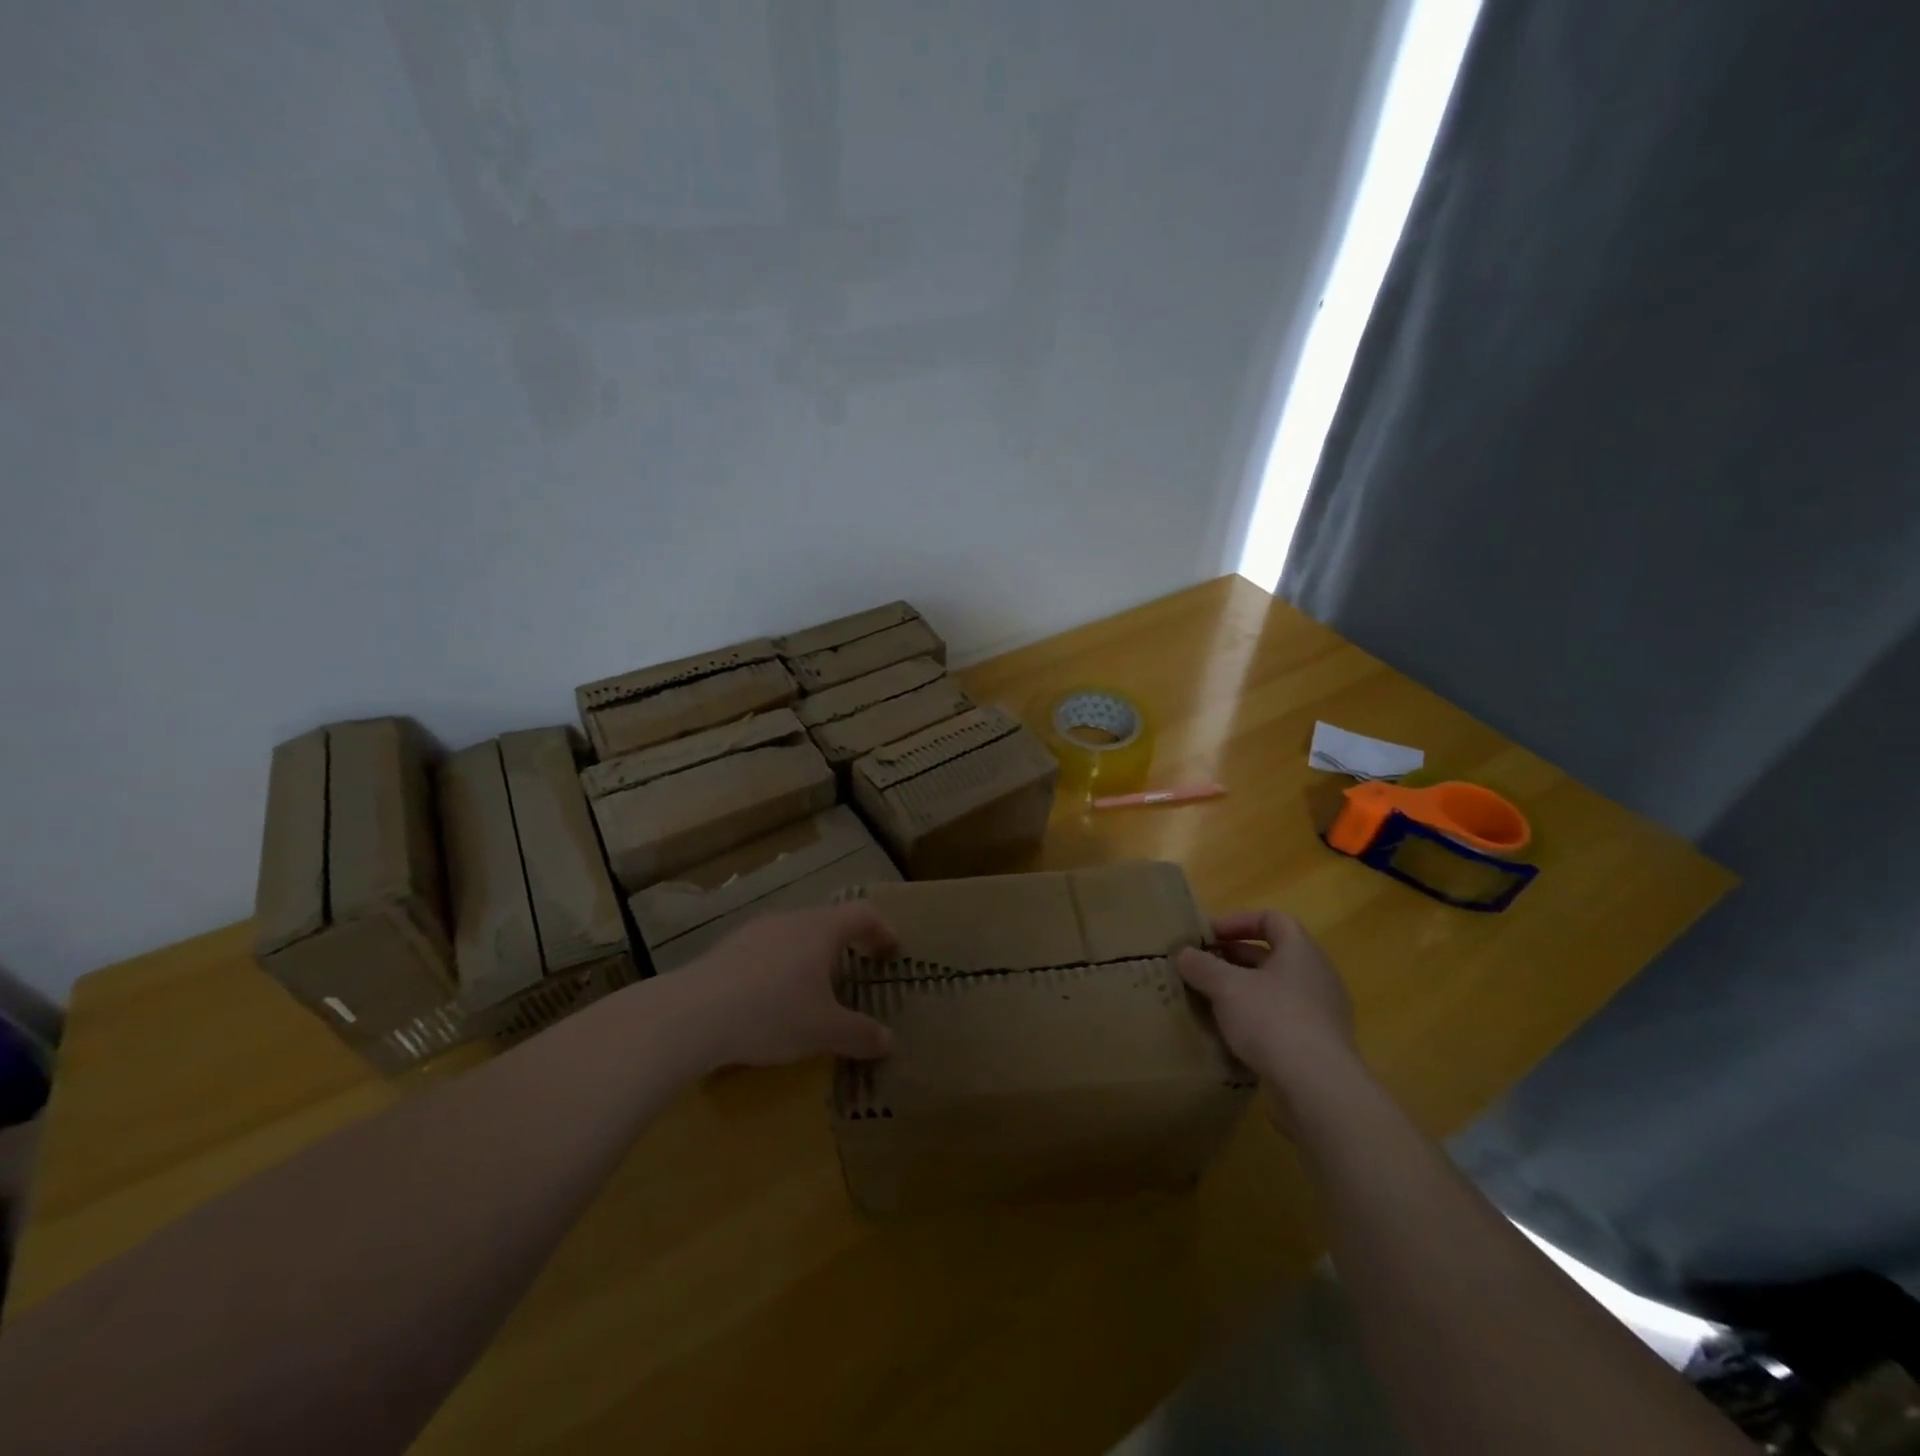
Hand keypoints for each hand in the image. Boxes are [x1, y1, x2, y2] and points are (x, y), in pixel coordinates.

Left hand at [676, 903, 898, 1068]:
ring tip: (811, 989)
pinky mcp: (727, 948)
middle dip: (845, 945)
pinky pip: (766, 949)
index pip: (862, 914)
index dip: (881, 931)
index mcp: (822, 929)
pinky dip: (779, 966)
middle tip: (854, 972)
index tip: (891, 952)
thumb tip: (888, 1041)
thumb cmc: (773, 1013)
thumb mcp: (824, 1031)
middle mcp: (791, 919)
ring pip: (794, 934)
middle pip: (827, 921)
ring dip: (809, 956)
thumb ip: (860, 1034)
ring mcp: (755, 930)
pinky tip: (769, 999)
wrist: (693, 1014)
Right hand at [1176, 910, 1357, 1088]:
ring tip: (1210, 1001)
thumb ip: (1202, 966)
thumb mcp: (1226, 987)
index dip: (1238, 921)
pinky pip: (1282, 1021)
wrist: (1318, 1088)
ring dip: (1243, 991)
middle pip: (1272, 955)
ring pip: (1275, 990)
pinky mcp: (1319, 1047)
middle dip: (1234, 958)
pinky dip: (1256, 1020)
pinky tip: (1231, 1035)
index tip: (1209, 936)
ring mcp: (1322, 1013)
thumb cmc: (1272, 1020)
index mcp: (1301, 951)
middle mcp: (1317, 976)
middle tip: (1202, 968)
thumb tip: (1184, 954)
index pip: (1272, 919)